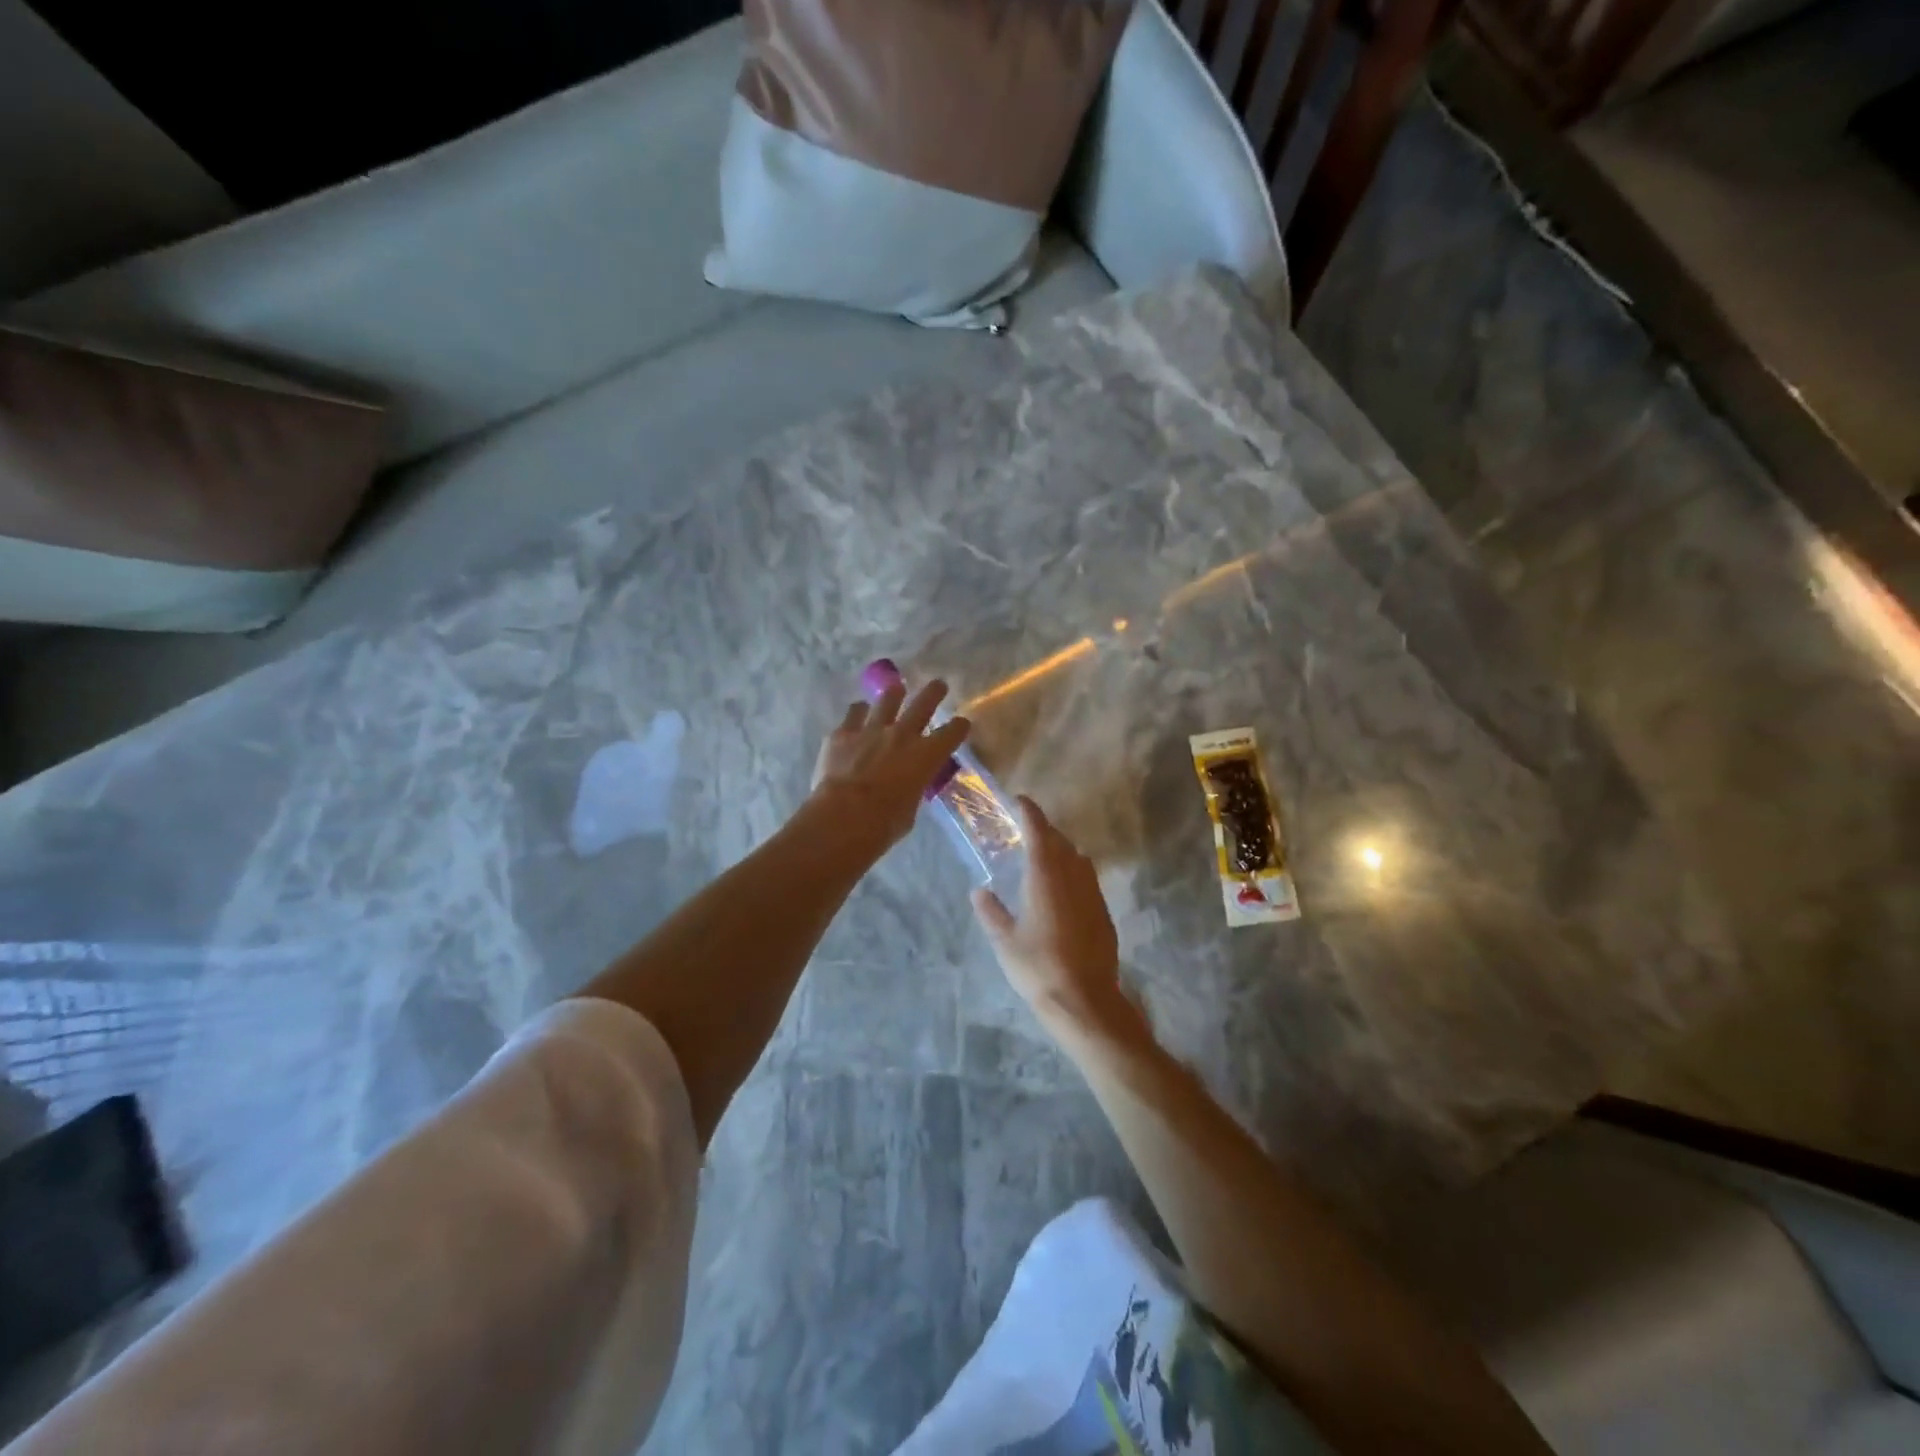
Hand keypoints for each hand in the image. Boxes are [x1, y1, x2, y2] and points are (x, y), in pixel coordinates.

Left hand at [809, 679, 968, 855]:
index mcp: (926, 756)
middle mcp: (902, 735)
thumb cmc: (885, 823)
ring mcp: (871, 730)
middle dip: (933, 692)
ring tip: (897, 689)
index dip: (959, 728)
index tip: (961, 724)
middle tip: (939, 684)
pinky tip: (858, 712)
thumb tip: (908, 785)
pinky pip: (853, 713)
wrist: (844, 816)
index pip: (951, 733)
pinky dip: (859, 712)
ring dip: (894, 694)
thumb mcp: (910, 809)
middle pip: (923, 704)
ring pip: (887, 700)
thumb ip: (912, 789)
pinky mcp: (842, 733)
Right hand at [972, 797, 1134, 1038]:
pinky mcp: (1104, 912)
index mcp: (1045, 877)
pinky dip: (1073, 873)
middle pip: (1060, 841)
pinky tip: (1062, 891)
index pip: (1038, 831)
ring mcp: (1093, 893)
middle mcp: (1073, 876)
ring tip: (1043, 859)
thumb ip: (991, 912)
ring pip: (1077, 859)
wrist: (1085, 1001)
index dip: (1029, 812)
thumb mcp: (1005, 942)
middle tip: (1024, 833)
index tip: (1019, 800)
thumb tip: (979, 891)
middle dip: (1043, 832)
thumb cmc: (1038, 968)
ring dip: (1061, 851)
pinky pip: (1087, 879)